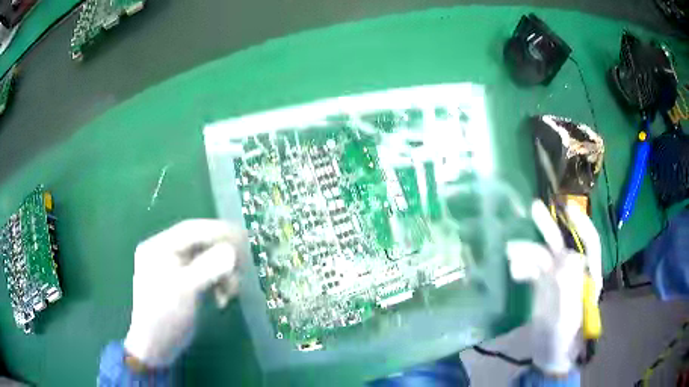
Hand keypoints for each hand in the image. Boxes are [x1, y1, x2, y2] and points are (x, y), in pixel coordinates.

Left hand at [124, 220, 244, 366]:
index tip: (244, 237)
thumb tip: (232, 250)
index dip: (218, 231)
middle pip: (201, 244)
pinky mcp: (184, 282)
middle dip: (223, 258)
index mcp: (159, 247)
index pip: (192, 230)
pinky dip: (218, 283)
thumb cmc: (165, 315)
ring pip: (207, 260)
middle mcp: (166, 252)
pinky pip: (206, 274)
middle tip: (242, 269)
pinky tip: (222, 299)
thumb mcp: (185, 290)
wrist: (157, 345)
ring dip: (223, 274)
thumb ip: (208, 267)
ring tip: (230, 293)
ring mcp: (175, 268)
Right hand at [506, 200, 601, 374]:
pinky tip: (514, 272)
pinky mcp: (543, 286)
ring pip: (543, 256)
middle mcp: (573, 272)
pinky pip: (532, 269)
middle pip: (563, 244)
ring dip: (527, 252)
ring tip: (510, 252)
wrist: (548, 354)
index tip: (568, 208)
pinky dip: (523, 267)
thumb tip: (569, 256)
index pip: (589, 243)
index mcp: (587, 276)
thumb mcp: (568, 315)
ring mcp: (557, 279)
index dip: (581, 224)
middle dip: (549, 227)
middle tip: (533, 207)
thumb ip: (569, 288)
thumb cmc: (563, 338)